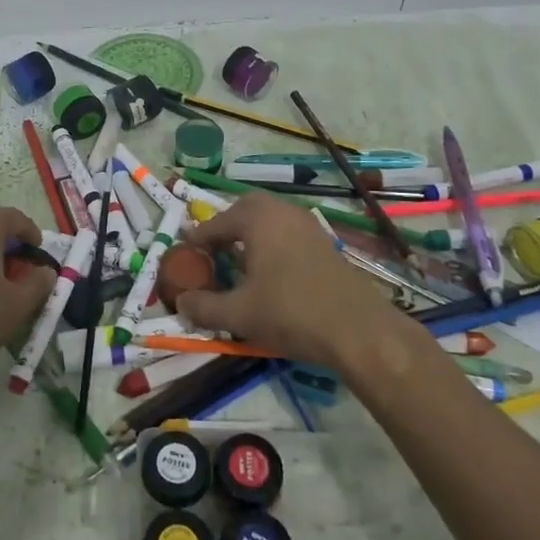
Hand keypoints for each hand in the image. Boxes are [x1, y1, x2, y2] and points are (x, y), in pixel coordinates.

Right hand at [176, 194, 405, 370]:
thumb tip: (181, 302)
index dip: (198, 239)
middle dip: (227, 226)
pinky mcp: (325, 244)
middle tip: (213, 249)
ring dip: (251, 234)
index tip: (184, 253)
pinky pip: (288, 233)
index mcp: (259, 219)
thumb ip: (204, 307)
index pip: (217, 222)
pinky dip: (272, 244)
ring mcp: (309, 226)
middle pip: (247, 209)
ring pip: (271, 219)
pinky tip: (269, 272)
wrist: (358, 330)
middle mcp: (283, 212)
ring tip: (238, 261)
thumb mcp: (239, 314)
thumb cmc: (291, 313)